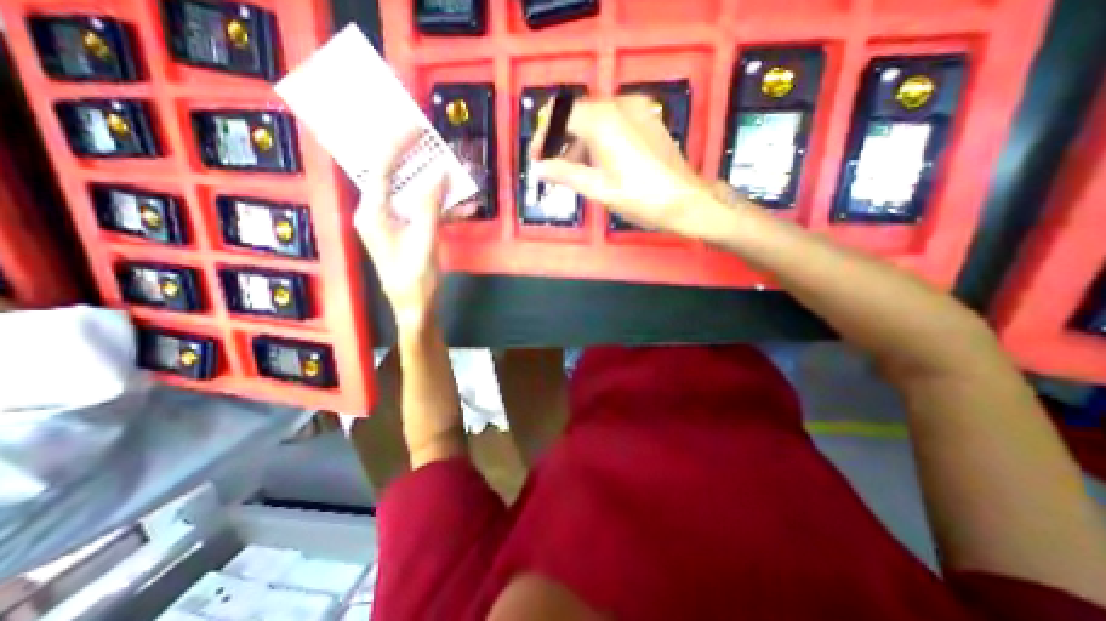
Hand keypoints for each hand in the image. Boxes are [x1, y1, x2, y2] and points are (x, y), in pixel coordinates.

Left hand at [351, 128, 446, 332]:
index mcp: (373, 214)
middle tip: (432, 141)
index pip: (381, 170)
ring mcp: (394, 223)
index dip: (396, 145)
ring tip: (456, 174)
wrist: (416, 309)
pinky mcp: (408, 232)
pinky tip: (465, 208)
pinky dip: (443, 208)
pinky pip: (424, 212)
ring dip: (436, 186)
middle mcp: (378, 213)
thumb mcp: (424, 240)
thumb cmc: (415, 279)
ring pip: (413, 194)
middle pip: (396, 177)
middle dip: (416, 160)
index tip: (414, 126)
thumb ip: (430, 205)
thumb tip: (441, 173)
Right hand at [529, 95, 730, 236]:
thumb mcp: (599, 189)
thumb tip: (539, 168)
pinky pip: (614, 121)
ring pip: (596, 118)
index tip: (538, 159)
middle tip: (555, 170)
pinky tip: (599, 163)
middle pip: (578, 115)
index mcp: (603, 120)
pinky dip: (599, 138)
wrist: (686, 201)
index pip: (560, 116)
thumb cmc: (640, 198)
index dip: (544, 136)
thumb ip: (566, 174)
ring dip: (580, 141)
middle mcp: (619, 105)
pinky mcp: (647, 119)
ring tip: (576, 172)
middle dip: (562, 141)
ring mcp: (636, 109)